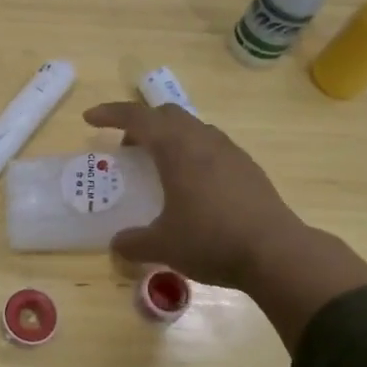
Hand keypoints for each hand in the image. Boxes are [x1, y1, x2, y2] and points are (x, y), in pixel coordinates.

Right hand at [82, 103, 366, 328]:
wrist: (276, 253)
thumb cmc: (211, 240)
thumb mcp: (163, 246)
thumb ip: (133, 242)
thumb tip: (117, 245)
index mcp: (177, 149)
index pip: (138, 117)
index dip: (110, 113)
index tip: (90, 119)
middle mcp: (203, 140)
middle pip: (167, 115)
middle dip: (142, 125)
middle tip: (127, 150)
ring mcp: (230, 152)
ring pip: (193, 129)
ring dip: (170, 139)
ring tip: (160, 169)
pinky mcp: (248, 168)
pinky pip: (212, 147)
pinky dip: (193, 154)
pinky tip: (193, 187)